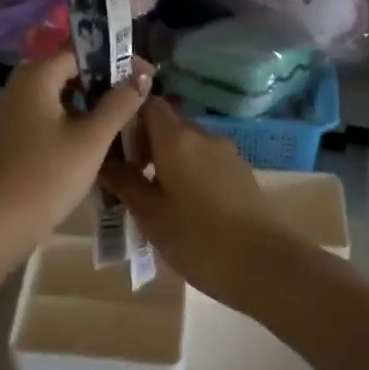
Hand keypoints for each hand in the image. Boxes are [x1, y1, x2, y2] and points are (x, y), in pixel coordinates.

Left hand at [0, 50, 151, 242]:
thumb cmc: (49, 175)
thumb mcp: (92, 138)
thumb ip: (119, 103)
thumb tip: (142, 75)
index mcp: (36, 77)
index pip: (80, 52)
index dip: (116, 60)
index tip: (146, 75)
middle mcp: (19, 86)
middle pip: (68, 72)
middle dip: (103, 81)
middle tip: (136, 95)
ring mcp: (11, 111)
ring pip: (58, 95)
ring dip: (88, 102)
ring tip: (121, 117)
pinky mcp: (11, 135)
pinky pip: (46, 115)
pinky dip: (71, 119)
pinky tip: (93, 138)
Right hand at [100, 100, 294, 306]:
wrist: (266, 265)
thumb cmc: (198, 238)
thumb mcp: (150, 214)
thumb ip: (124, 182)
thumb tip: (102, 158)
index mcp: (176, 138)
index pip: (148, 104)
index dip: (128, 117)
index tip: (112, 145)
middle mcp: (203, 136)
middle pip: (167, 125)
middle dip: (145, 145)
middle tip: (128, 179)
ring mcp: (227, 154)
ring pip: (187, 146)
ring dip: (167, 162)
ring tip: (155, 199)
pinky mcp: (241, 173)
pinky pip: (206, 162)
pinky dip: (189, 174)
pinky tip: (185, 208)